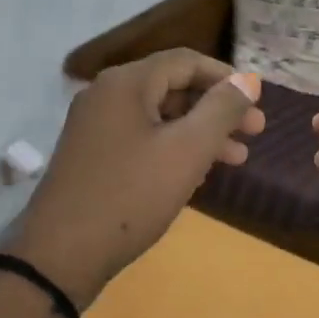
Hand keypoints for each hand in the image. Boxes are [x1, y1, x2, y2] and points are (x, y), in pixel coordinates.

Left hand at [11, 51, 263, 309]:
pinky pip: (142, 140)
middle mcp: (106, 96)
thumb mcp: (186, 151)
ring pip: (159, 118)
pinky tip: (198, 175)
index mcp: (126, 84)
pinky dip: (174, 150)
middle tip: (255, 132)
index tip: (257, 101)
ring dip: (200, 134)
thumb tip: (249, 80)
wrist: (61, 256)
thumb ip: (221, 110)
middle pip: (173, 88)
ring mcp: (95, 128)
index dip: (226, 77)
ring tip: (237, 159)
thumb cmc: (130, 196)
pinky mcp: (93, 158)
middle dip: (217, 109)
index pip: (185, 61)